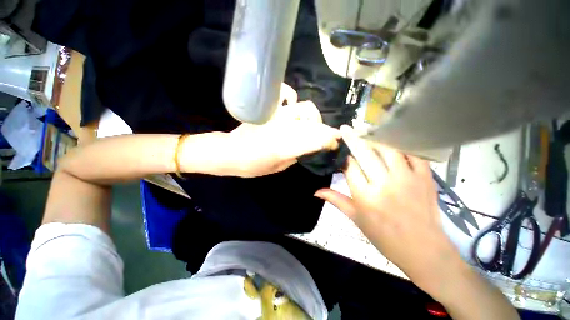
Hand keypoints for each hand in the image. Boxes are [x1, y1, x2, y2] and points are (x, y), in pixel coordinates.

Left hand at [187, 84, 339, 177]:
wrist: (230, 152)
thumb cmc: (252, 165)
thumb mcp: (278, 168)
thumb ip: (294, 156)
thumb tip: (305, 148)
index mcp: (288, 147)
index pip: (317, 139)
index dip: (330, 139)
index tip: (336, 141)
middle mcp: (285, 128)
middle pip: (314, 120)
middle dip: (323, 127)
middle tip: (323, 134)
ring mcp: (276, 116)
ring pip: (304, 107)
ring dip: (312, 116)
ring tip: (309, 123)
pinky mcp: (267, 109)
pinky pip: (284, 94)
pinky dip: (291, 96)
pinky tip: (292, 103)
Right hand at [314, 126, 462, 295]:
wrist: (423, 250)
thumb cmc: (384, 236)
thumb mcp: (355, 219)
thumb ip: (336, 200)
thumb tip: (316, 191)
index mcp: (365, 196)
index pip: (350, 167)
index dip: (344, 157)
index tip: (341, 150)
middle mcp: (384, 184)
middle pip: (365, 153)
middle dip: (353, 138)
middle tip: (346, 128)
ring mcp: (406, 179)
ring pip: (388, 149)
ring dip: (375, 138)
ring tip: (367, 130)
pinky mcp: (425, 178)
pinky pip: (413, 154)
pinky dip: (402, 145)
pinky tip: (393, 141)